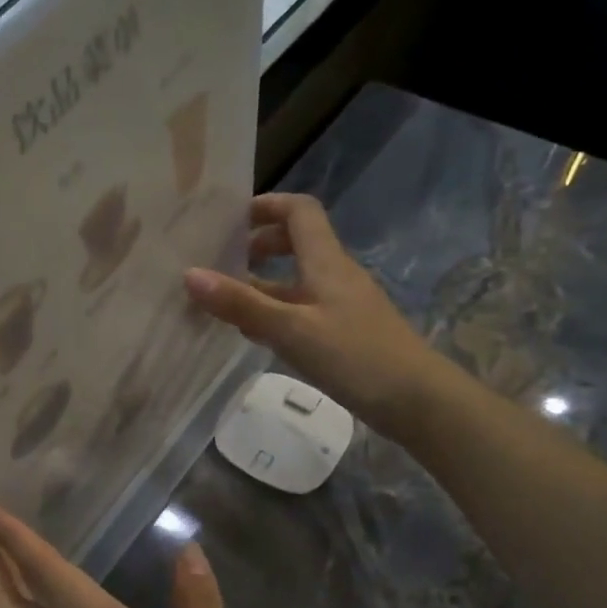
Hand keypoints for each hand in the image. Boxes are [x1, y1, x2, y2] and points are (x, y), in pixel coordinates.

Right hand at [184, 192, 446, 436]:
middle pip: (296, 242)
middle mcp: (334, 275)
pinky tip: (254, 334)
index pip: (299, 211)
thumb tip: (189, 274)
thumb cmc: (355, 356)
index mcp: (325, 261)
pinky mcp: (343, 332)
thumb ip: (240, 303)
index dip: (266, 206)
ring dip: (262, 283)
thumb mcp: (290, 329)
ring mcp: (340, 304)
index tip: (229, 221)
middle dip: (258, 245)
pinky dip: (274, 311)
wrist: (417, 401)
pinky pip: (301, 309)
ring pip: (295, 280)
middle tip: (221, 263)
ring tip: (224, 301)